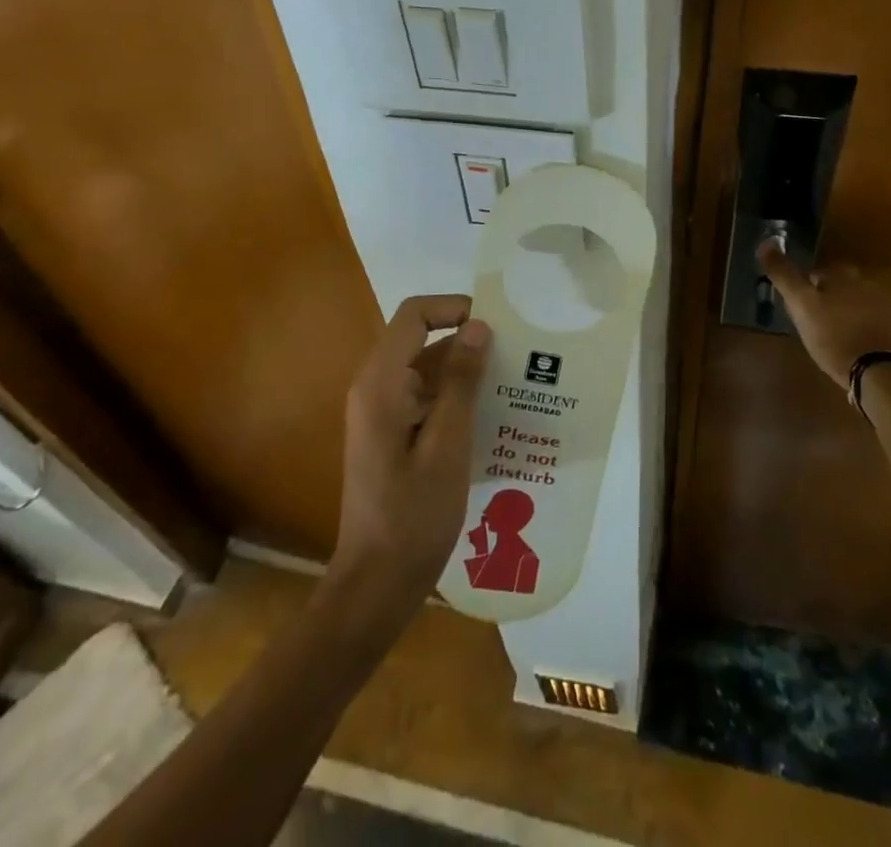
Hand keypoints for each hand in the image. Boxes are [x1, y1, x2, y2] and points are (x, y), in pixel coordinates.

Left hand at [328, 295, 489, 613]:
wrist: (376, 583)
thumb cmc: (414, 515)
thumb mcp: (448, 444)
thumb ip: (461, 381)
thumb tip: (478, 326)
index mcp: (381, 383)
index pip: (414, 315)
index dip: (454, 308)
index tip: (495, 326)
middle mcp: (375, 388)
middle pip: (420, 339)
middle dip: (467, 342)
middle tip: (515, 357)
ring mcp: (380, 412)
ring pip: (424, 369)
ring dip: (464, 372)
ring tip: (512, 384)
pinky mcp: (389, 433)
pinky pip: (423, 396)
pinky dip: (453, 397)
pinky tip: (490, 416)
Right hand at [757, 239, 890, 386]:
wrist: (876, 372)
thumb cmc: (833, 336)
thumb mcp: (800, 304)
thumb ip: (784, 275)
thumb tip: (765, 244)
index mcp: (843, 274)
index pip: (816, 274)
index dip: (804, 292)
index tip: (798, 311)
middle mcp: (867, 282)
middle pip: (838, 287)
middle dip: (827, 300)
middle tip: (814, 325)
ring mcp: (886, 304)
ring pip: (856, 303)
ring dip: (845, 313)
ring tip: (833, 337)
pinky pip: (872, 320)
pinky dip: (862, 327)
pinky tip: (853, 345)